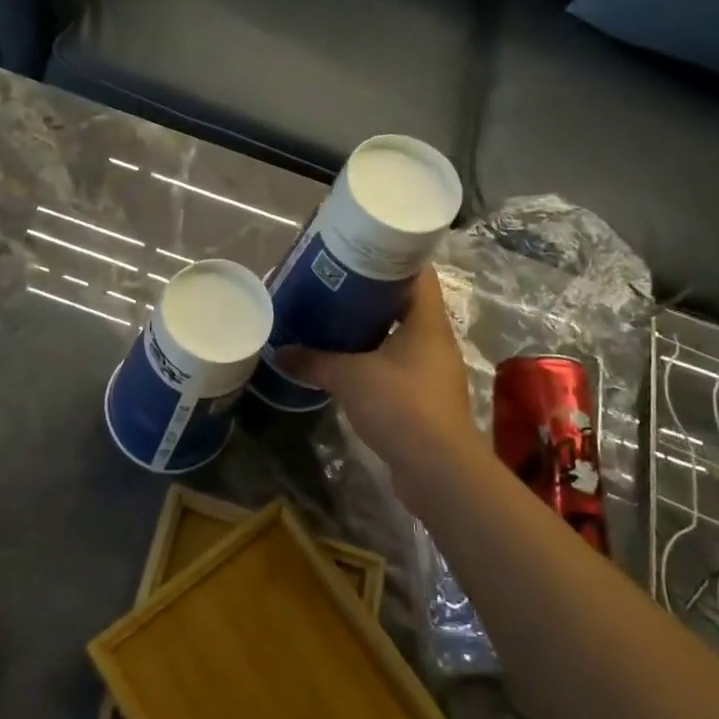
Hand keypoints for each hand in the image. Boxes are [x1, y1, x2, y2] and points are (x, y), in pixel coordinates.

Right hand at [277, 267, 481, 474]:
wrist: (437, 469)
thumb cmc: (400, 405)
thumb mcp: (349, 377)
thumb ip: (314, 361)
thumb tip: (281, 351)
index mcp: (427, 321)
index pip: (418, 272)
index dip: (392, 256)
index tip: (359, 249)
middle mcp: (436, 340)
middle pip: (406, 303)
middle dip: (372, 293)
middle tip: (335, 283)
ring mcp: (433, 371)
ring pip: (401, 336)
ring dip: (372, 329)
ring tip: (334, 319)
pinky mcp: (425, 398)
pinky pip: (398, 366)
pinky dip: (375, 359)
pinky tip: (346, 362)